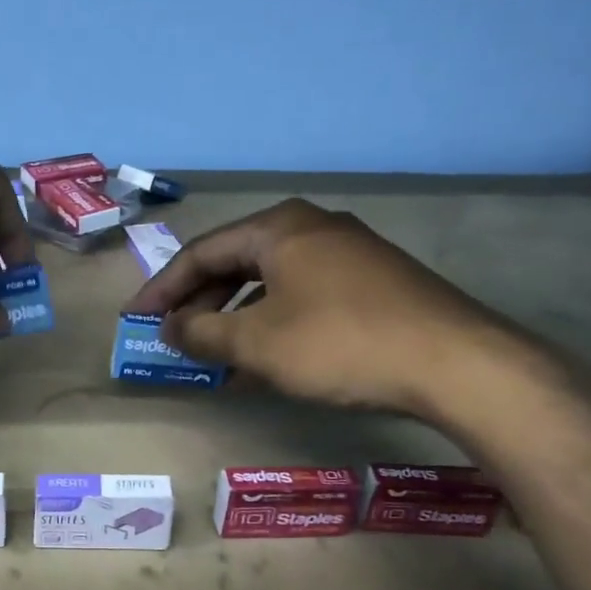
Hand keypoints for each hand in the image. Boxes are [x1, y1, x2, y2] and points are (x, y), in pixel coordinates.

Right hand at [126, 199, 541, 423]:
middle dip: (199, 301)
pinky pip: (303, 294)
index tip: (135, 318)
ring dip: (236, 316)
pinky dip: (274, 321)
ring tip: (213, 352)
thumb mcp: (258, 343)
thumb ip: (203, 334)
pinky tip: (267, 356)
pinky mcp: (374, 281)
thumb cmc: (340, 343)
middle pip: (236, 261)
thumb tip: (170, 329)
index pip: (201, 252)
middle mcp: (311, 227)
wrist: (455, 362)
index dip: (162, 288)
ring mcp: (349, 251)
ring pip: (271, 281)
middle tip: (171, 335)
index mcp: (278, 227)